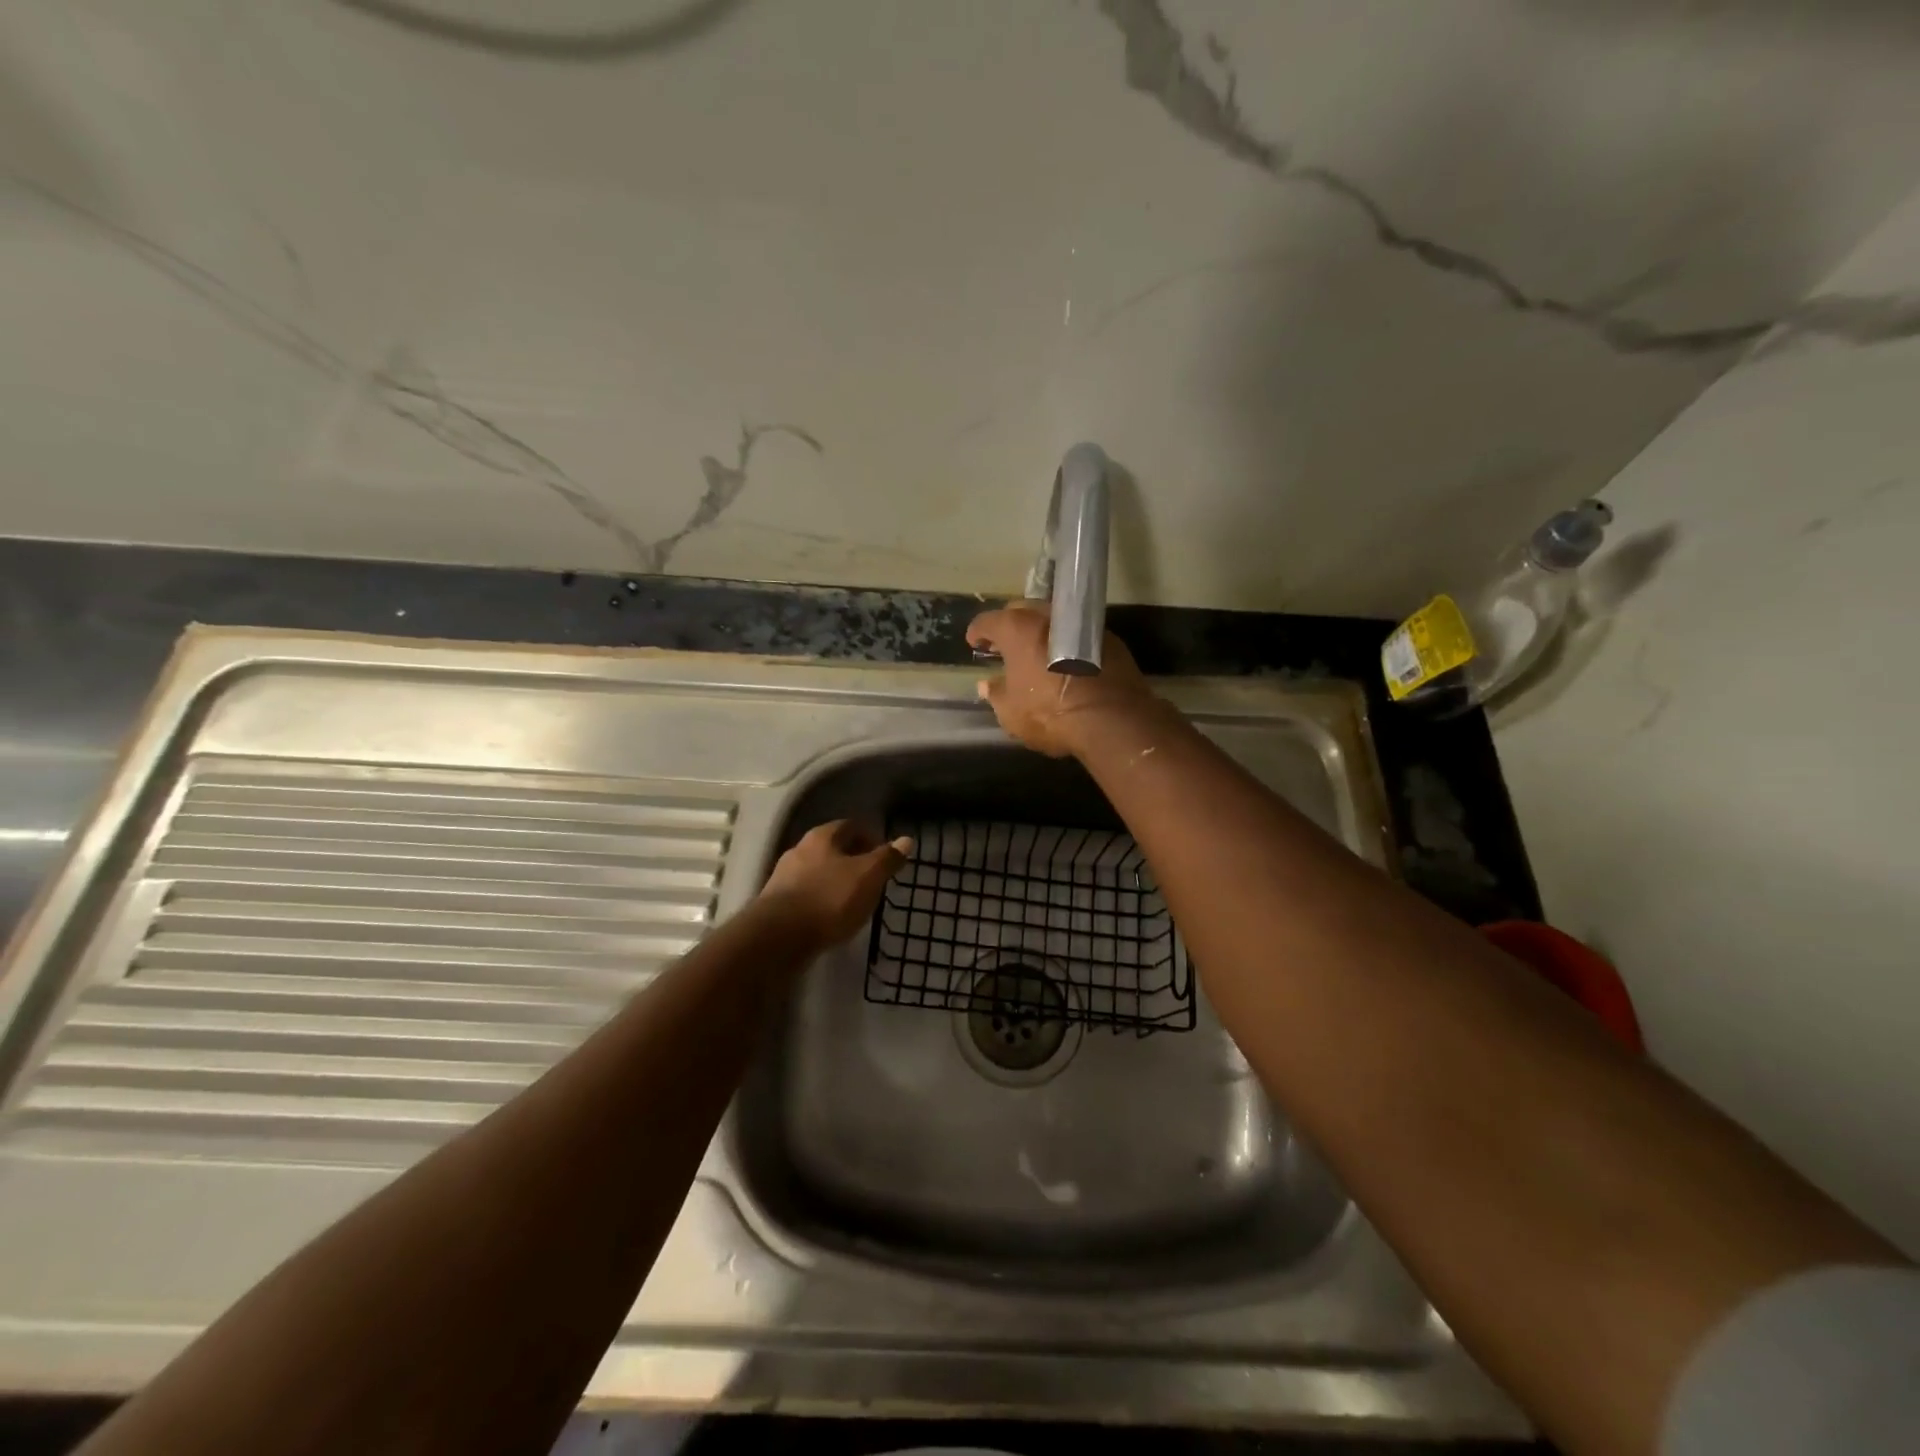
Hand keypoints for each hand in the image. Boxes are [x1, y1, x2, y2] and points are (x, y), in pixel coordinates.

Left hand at [759, 820, 912, 947]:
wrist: (779, 936)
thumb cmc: (830, 899)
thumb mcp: (868, 877)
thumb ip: (887, 859)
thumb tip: (907, 840)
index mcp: (822, 837)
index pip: (850, 826)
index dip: (870, 837)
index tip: (884, 856)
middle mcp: (799, 850)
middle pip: (831, 848)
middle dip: (851, 860)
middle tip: (871, 878)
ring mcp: (783, 876)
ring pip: (816, 871)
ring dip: (834, 881)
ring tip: (852, 901)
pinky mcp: (774, 903)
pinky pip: (805, 894)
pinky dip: (820, 900)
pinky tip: (829, 917)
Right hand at [966, 601, 1160, 757]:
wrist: (1111, 720)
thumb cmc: (1049, 713)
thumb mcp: (1011, 713)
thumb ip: (996, 694)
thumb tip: (987, 684)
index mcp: (1017, 629)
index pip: (988, 621)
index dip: (978, 632)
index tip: (974, 642)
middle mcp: (1048, 617)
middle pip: (1022, 611)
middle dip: (1010, 625)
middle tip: (1005, 645)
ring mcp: (1081, 624)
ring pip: (1053, 620)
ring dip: (1042, 633)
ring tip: (1036, 653)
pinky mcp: (1109, 639)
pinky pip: (1078, 635)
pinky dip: (1067, 644)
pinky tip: (1066, 663)